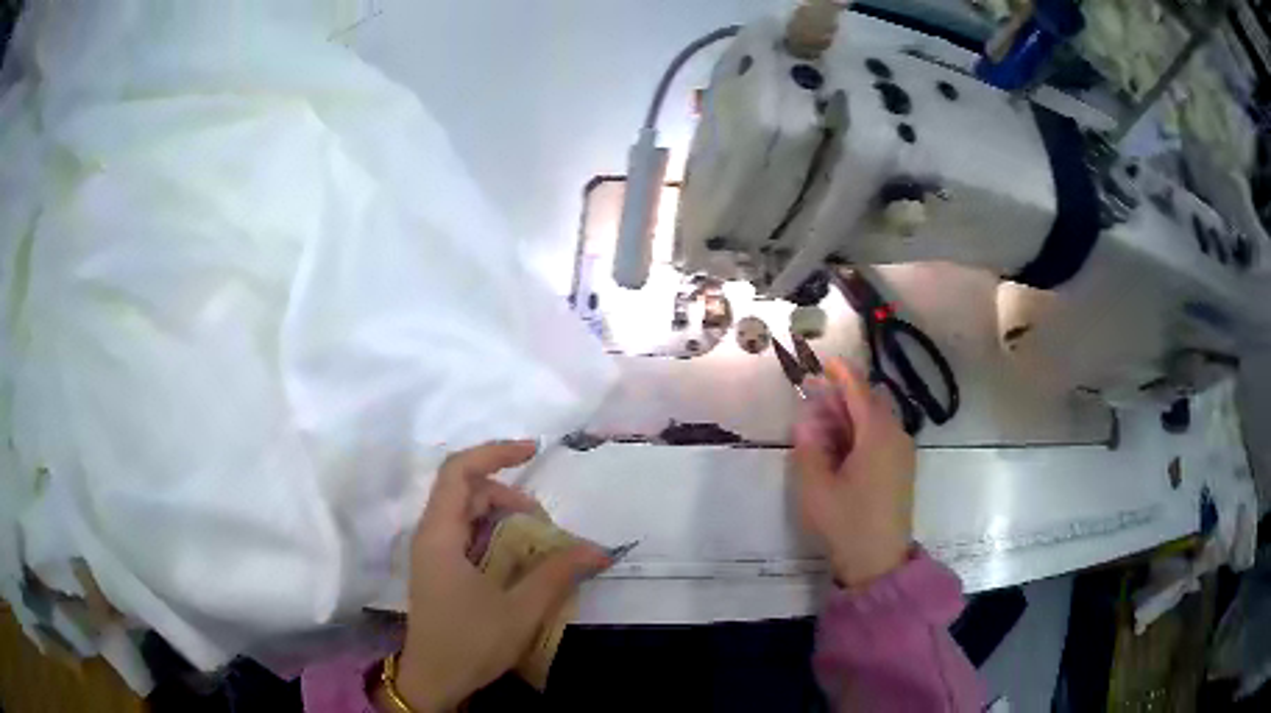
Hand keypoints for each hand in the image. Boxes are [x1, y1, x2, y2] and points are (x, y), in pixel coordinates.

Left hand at [384, 441, 609, 711]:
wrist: (433, 679)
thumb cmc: (469, 642)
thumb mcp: (520, 610)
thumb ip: (557, 574)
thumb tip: (598, 548)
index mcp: (440, 536)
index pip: (458, 471)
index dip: (494, 452)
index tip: (533, 450)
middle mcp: (431, 535)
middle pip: (465, 490)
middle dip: (508, 494)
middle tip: (544, 522)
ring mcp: (432, 552)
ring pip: (466, 512)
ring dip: (502, 516)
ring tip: (535, 542)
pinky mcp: (439, 568)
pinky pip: (466, 534)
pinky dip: (494, 534)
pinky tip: (517, 559)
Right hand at [791, 359, 915, 588]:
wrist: (879, 562)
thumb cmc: (846, 522)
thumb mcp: (816, 487)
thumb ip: (809, 447)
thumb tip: (806, 419)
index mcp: (877, 435)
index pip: (860, 391)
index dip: (842, 373)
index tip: (824, 360)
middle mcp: (896, 436)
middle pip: (872, 402)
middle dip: (845, 394)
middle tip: (815, 396)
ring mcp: (902, 453)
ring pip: (878, 419)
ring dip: (852, 414)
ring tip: (823, 422)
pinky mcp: (902, 469)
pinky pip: (883, 435)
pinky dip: (862, 430)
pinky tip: (842, 445)